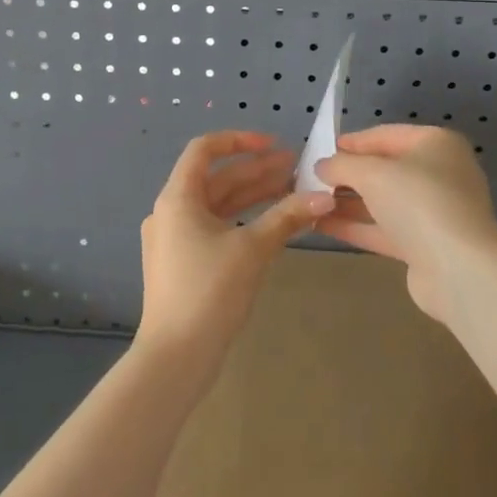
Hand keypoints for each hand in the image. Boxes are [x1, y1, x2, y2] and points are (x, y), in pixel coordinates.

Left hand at [135, 130, 334, 365]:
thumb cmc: (209, 291)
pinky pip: (215, 229)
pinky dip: (244, 222)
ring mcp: (175, 239)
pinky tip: (275, 225)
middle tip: (297, 169)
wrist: (176, 356)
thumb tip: (324, 196)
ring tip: (293, 192)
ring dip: (254, 197)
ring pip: (219, 206)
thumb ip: (287, 217)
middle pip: (217, 179)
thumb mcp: (252, 249)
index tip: (275, 145)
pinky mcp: (183, 263)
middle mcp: (171, 212)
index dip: (240, 141)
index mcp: (177, 198)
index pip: (205, 149)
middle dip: (257, 172)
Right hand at [315, 125, 496, 324]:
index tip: (321, 149)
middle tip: (312, 178)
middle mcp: (440, 174)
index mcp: (436, 144)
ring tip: (310, 202)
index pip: (386, 135)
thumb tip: (322, 166)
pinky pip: (386, 229)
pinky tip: (322, 225)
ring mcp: (435, 212)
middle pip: (386, 169)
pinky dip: (357, 226)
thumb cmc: (418, 202)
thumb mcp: (372, 173)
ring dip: (348, 202)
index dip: (352, 141)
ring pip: (384, 201)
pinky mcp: (426, 245)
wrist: (459, 269)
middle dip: (348, 174)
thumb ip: (341, 165)